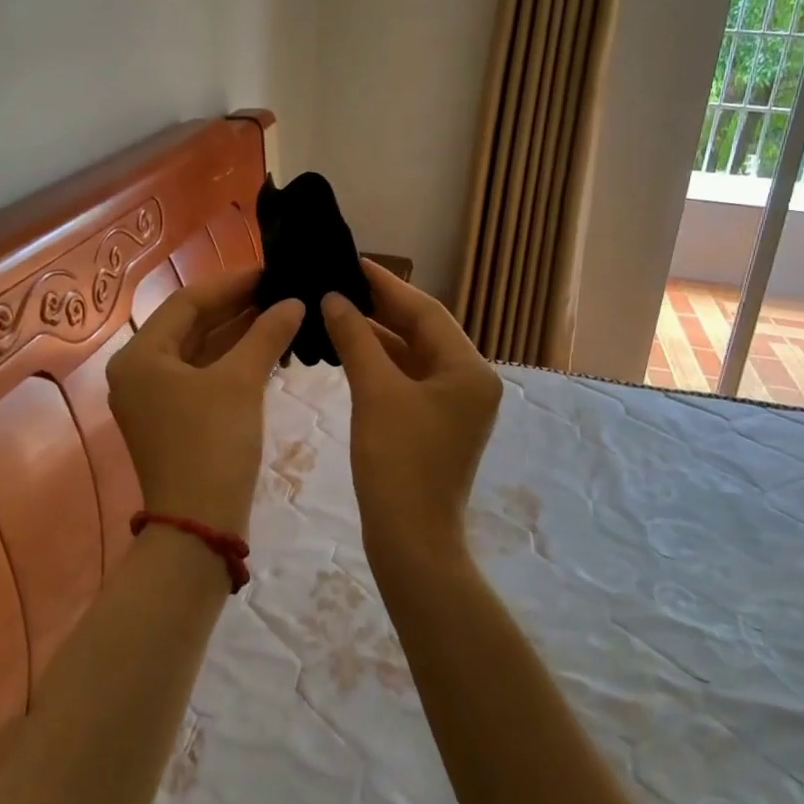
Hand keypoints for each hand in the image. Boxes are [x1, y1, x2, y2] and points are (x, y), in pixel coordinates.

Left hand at [107, 268, 302, 537]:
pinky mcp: (174, 418)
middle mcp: (139, 371)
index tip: (271, 272)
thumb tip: (294, 302)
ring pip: (200, 351)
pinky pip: (204, 375)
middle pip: (192, 324)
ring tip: (282, 313)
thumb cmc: (213, 445)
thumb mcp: (241, 383)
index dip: (232, 284)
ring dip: (239, 333)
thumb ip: (266, 335)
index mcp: (140, 356)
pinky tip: (268, 348)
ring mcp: (155, 397)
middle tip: (281, 291)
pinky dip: (234, 360)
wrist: (200, 526)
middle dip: (237, 307)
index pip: (188, 302)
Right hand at [322, 260, 501, 575]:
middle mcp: (469, 381)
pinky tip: (347, 349)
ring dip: (376, 335)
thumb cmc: (398, 463)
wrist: (411, 542)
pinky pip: (406, 379)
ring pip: (412, 356)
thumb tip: (333, 298)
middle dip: (380, 308)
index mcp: (469, 369)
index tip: (351, 261)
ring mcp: (453, 405)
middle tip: (338, 282)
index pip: (425, 311)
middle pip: (421, 331)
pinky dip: (378, 363)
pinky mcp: (434, 424)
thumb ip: (355, 338)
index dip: (386, 285)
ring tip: (335, 309)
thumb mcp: (375, 392)